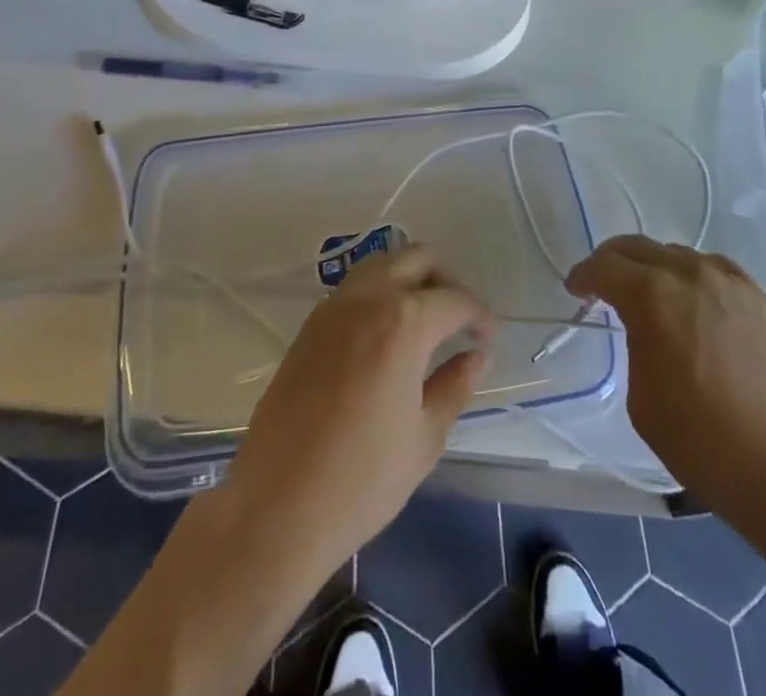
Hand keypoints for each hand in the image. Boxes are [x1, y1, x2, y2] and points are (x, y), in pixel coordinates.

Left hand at [225, 243, 492, 579]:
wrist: (276, 506)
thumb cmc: (362, 480)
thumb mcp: (424, 437)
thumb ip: (455, 385)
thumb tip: (477, 356)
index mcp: (403, 322)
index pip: (455, 299)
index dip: (480, 317)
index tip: (489, 342)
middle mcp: (368, 298)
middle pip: (417, 258)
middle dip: (446, 281)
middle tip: (460, 321)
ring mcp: (332, 307)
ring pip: (382, 265)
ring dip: (410, 280)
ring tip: (426, 324)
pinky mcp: (309, 325)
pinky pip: (355, 288)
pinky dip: (380, 294)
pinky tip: (387, 336)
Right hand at [566, 236, 765, 515]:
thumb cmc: (704, 443)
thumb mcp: (643, 400)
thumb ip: (636, 346)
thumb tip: (645, 330)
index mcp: (652, 296)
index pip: (605, 267)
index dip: (584, 276)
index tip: (576, 289)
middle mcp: (689, 274)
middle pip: (638, 248)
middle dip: (613, 262)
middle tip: (602, 284)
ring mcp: (729, 281)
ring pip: (676, 254)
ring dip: (653, 267)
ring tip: (649, 295)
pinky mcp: (759, 297)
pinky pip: (713, 269)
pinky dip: (692, 275)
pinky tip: (693, 300)